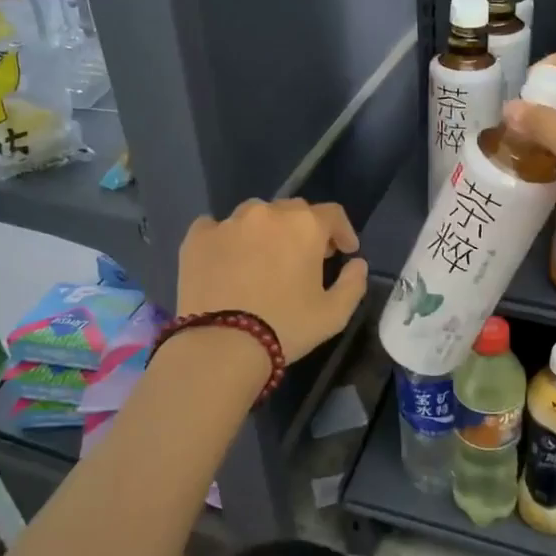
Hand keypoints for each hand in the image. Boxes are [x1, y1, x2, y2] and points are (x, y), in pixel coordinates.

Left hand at [177, 199, 368, 360]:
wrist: (221, 345)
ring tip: (263, 258)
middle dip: (304, 230)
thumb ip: (353, 284)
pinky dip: (226, 239)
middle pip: (293, 210)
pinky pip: (216, 227)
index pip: (332, 215)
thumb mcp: (334, 315)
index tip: (345, 251)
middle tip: (305, 257)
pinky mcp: (197, 237)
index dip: (342, 231)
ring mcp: (228, 222)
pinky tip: (226, 260)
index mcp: (304, 226)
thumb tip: (357, 264)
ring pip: (254, 215)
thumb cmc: (285, 327)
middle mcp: (267, 213)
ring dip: (265, 231)